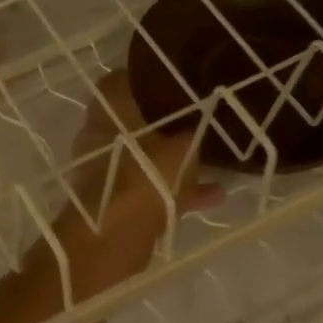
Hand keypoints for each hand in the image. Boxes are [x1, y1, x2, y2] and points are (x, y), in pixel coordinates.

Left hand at [57, 70, 220, 292]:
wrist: (106, 247)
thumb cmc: (140, 183)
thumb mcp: (179, 150)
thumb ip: (195, 133)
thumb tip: (204, 121)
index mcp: (109, 110)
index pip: (125, 78)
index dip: (153, 75)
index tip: (184, 75)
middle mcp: (104, 136)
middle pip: (140, 118)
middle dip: (172, 119)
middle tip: (208, 113)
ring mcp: (110, 171)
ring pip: (149, 155)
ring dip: (179, 157)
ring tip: (217, 155)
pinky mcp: (118, 202)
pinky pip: (154, 187)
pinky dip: (179, 190)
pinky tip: (215, 194)